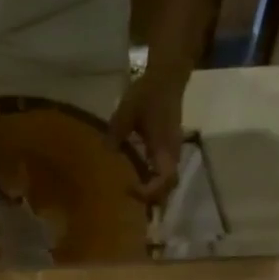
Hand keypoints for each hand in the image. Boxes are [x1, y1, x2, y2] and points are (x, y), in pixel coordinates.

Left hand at [107, 69, 186, 203]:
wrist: (168, 77)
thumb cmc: (148, 94)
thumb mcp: (126, 112)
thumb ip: (115, 134)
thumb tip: (105, 154)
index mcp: (163, 147)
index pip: (164, 178)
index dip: (149, 191)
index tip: (130, 190)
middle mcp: (172, 153)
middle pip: (169, 186)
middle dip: (153, 199)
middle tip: (130, 202)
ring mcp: (173, 151)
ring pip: (169, 180)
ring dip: (155, 192)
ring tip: (133, 197)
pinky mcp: (170, 148)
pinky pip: (165, 171)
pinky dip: (154, 182)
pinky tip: (138, 182)